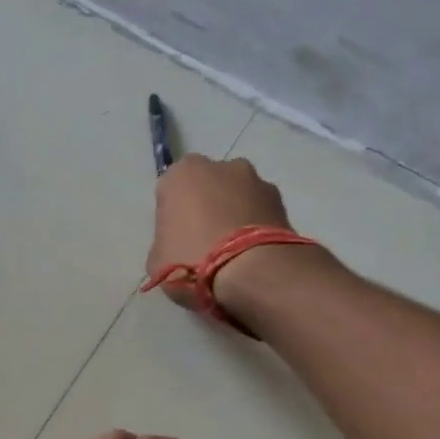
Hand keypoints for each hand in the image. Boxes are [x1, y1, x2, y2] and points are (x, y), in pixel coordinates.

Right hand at [148, 154, 299, 318]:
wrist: (252, 272)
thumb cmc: (192, 260)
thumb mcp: (157, 258)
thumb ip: (165, 240)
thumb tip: (178, 243)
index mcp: (181, 173)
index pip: (170, 191)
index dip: (172, 217)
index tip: (176, 240)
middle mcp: (220, 166)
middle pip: (207, 187)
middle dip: (206, 207)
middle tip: (204, 244)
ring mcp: (256, 180)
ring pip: (237, 196)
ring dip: (234, 214)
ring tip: (234, 252)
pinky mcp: (282, 201)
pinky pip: (260, 212)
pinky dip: (256, 226)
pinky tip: (252, 254)